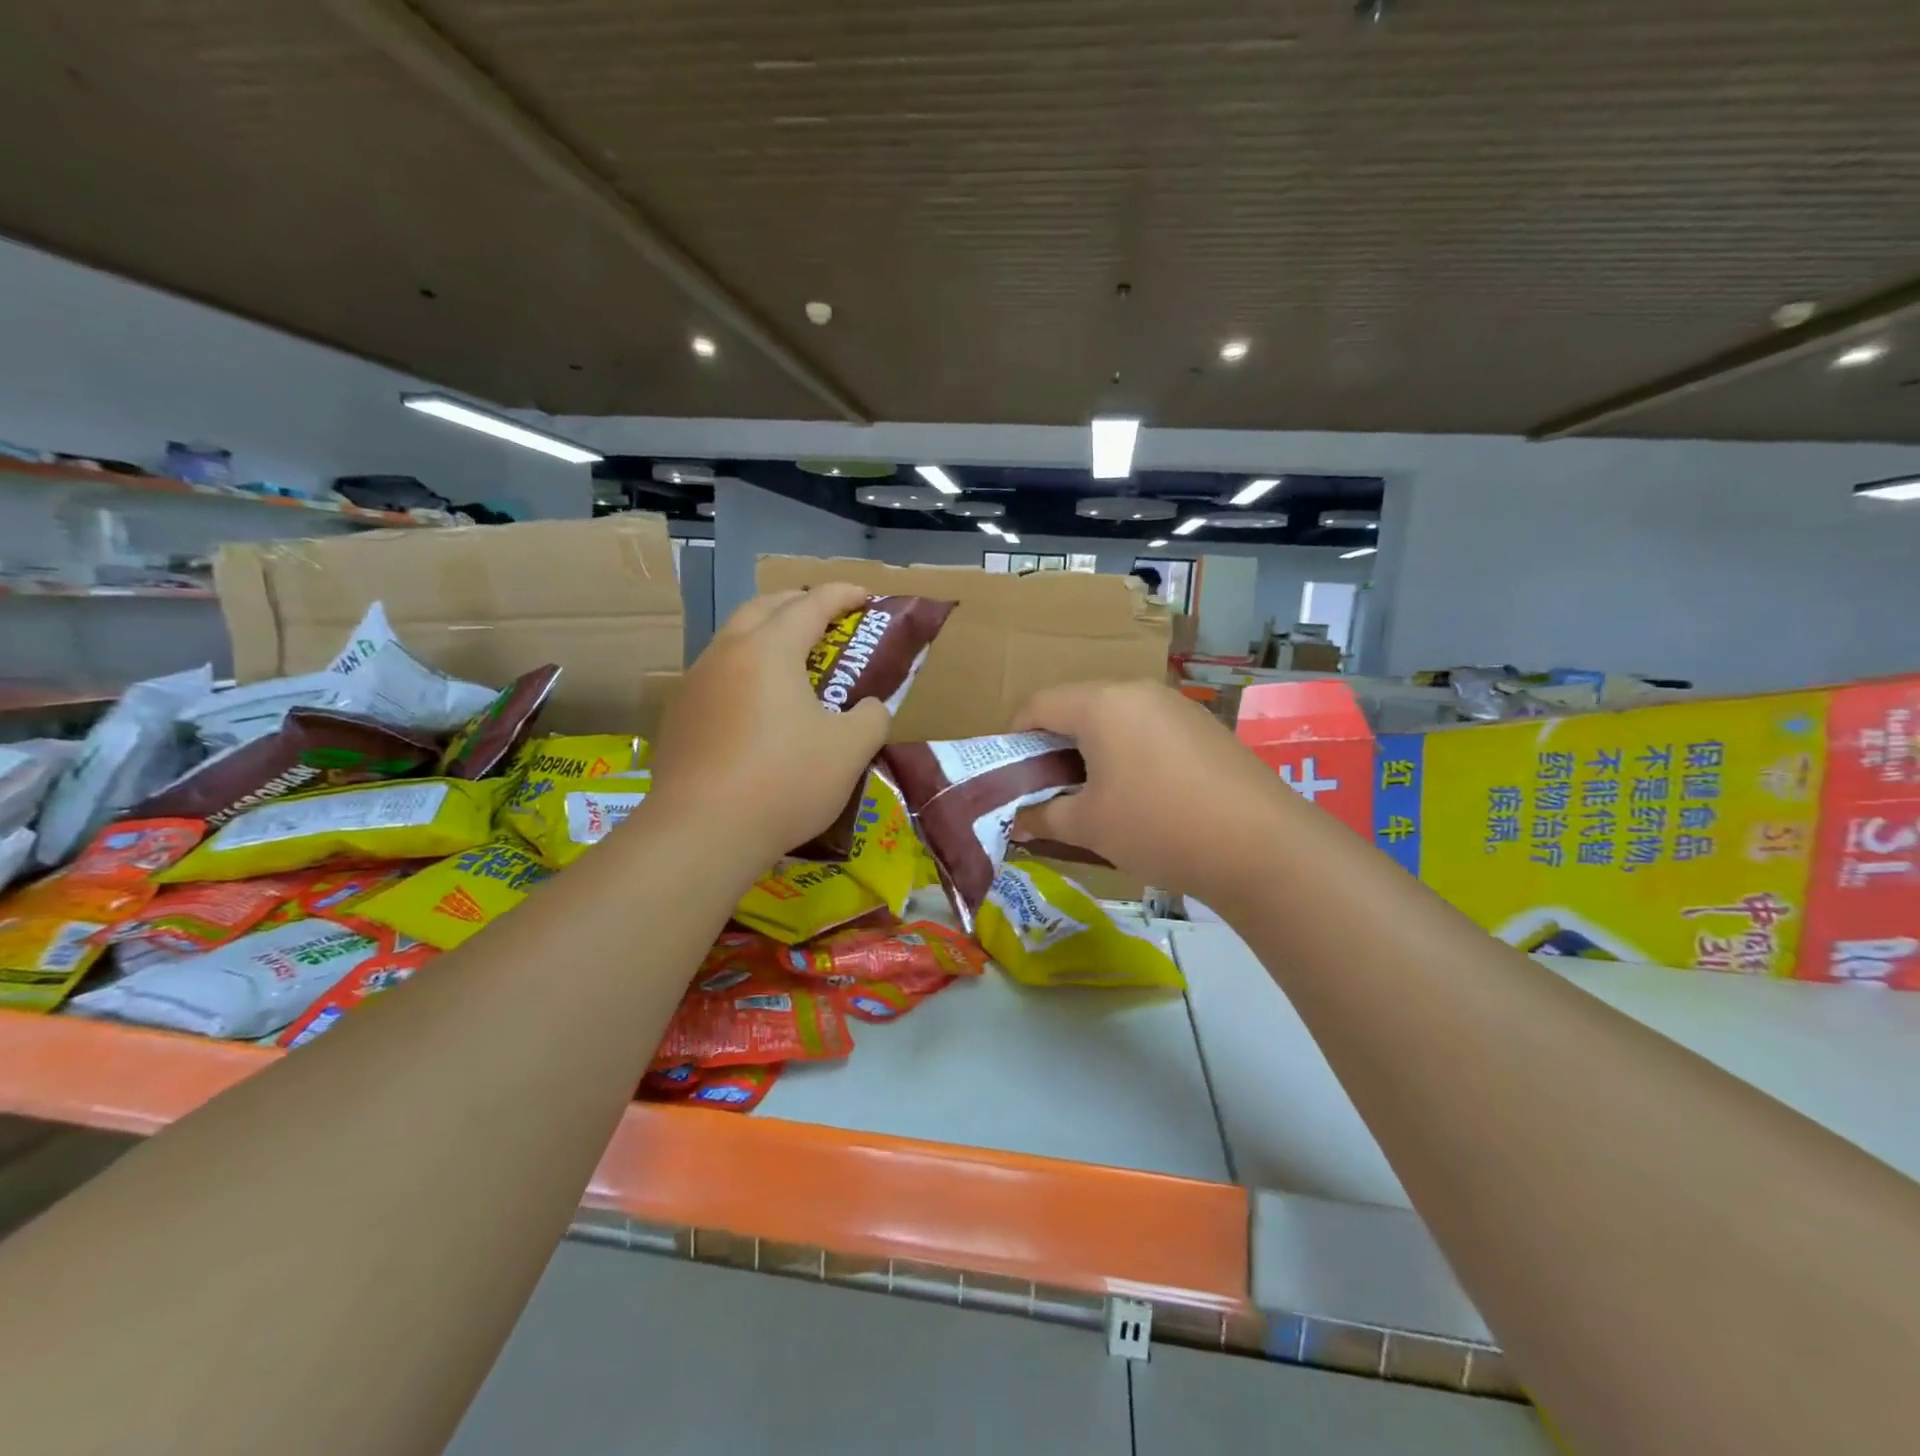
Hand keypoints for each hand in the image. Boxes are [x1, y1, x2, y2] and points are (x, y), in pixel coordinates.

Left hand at [648, 584, 889, 865]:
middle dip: (797, 603)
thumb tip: (867, 708)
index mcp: (770, 649)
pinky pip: (717, 675)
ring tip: (791, 661)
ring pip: (733, 640)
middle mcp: (727, 653)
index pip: (810, 604)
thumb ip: (870, 717)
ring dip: (765, 636)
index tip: (865, 595)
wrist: (702, 832)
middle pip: (763, 608)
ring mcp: (695, 683)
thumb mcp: (850, 750)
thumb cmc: (785, 780)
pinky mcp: (678, 716)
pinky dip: (744, 672)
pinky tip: (756, 707)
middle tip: (826, 619)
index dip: (842, 594)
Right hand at [1012, 679, 1294, 904]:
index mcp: (1101, 703)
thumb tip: (1017, 822)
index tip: (1008, 773)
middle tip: (1047, 788)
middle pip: (1077, 707)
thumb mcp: (1090, 825)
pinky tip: (1138, 793)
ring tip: (1091, 794)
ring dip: (1091, 749)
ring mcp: (1176, 706)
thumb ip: (1044, 816)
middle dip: (1053, 745)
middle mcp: (1137, 691)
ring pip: (1114, 718)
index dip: (1013, 736)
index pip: (1038, 704)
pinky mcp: (1203, 727)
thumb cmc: (1157, 826)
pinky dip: (1127, 752)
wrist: (1261, 845)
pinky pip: (1148, 729)